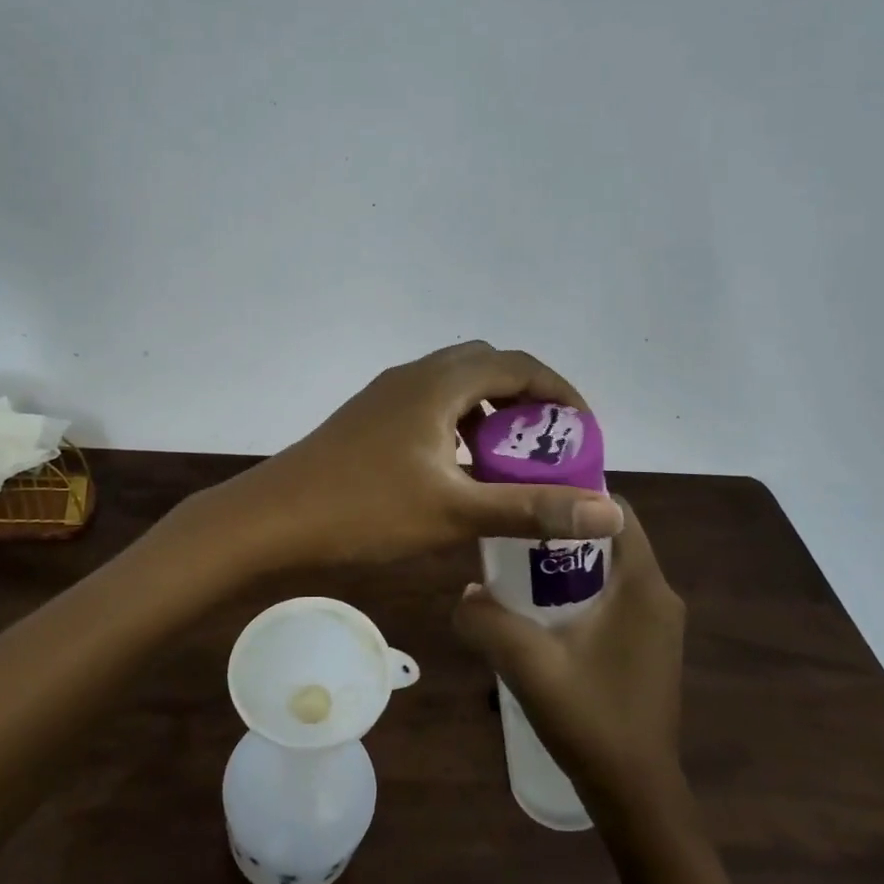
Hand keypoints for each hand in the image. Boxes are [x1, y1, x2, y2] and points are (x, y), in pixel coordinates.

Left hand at [210, 341, 623, 569]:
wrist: (273, 518)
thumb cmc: (365, 510)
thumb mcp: (455, 512)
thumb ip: (532, 509)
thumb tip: (610, 511)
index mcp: (439, 383)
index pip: (519, 365)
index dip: (561, 393)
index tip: (584, 433)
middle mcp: (414, 375)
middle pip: (488, 367)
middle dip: (527, 399)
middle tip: (549, 445)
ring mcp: (386, 394)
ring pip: (455, 386)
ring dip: (490, 412)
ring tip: (510, 459)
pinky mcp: (369, 417)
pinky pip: (430, 405)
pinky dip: (459, 425)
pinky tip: (459, 470)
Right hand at [454, 500, 686, 810]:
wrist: (636, 795)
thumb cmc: (591, 720)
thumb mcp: (528, 665)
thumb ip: (487, 621)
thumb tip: (464, 593)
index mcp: (643, 586)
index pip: (615, 510)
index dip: (573, 493)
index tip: (527, 495)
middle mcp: (659, 595)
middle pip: (608, 538)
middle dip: (560, 530)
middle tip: (511, 535)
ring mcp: (657, 624)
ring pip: (609, 569)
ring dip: (566, 564)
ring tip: (517, 572)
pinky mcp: (649, 646)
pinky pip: (613, 597)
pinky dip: (579, 591)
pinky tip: (541, 615)